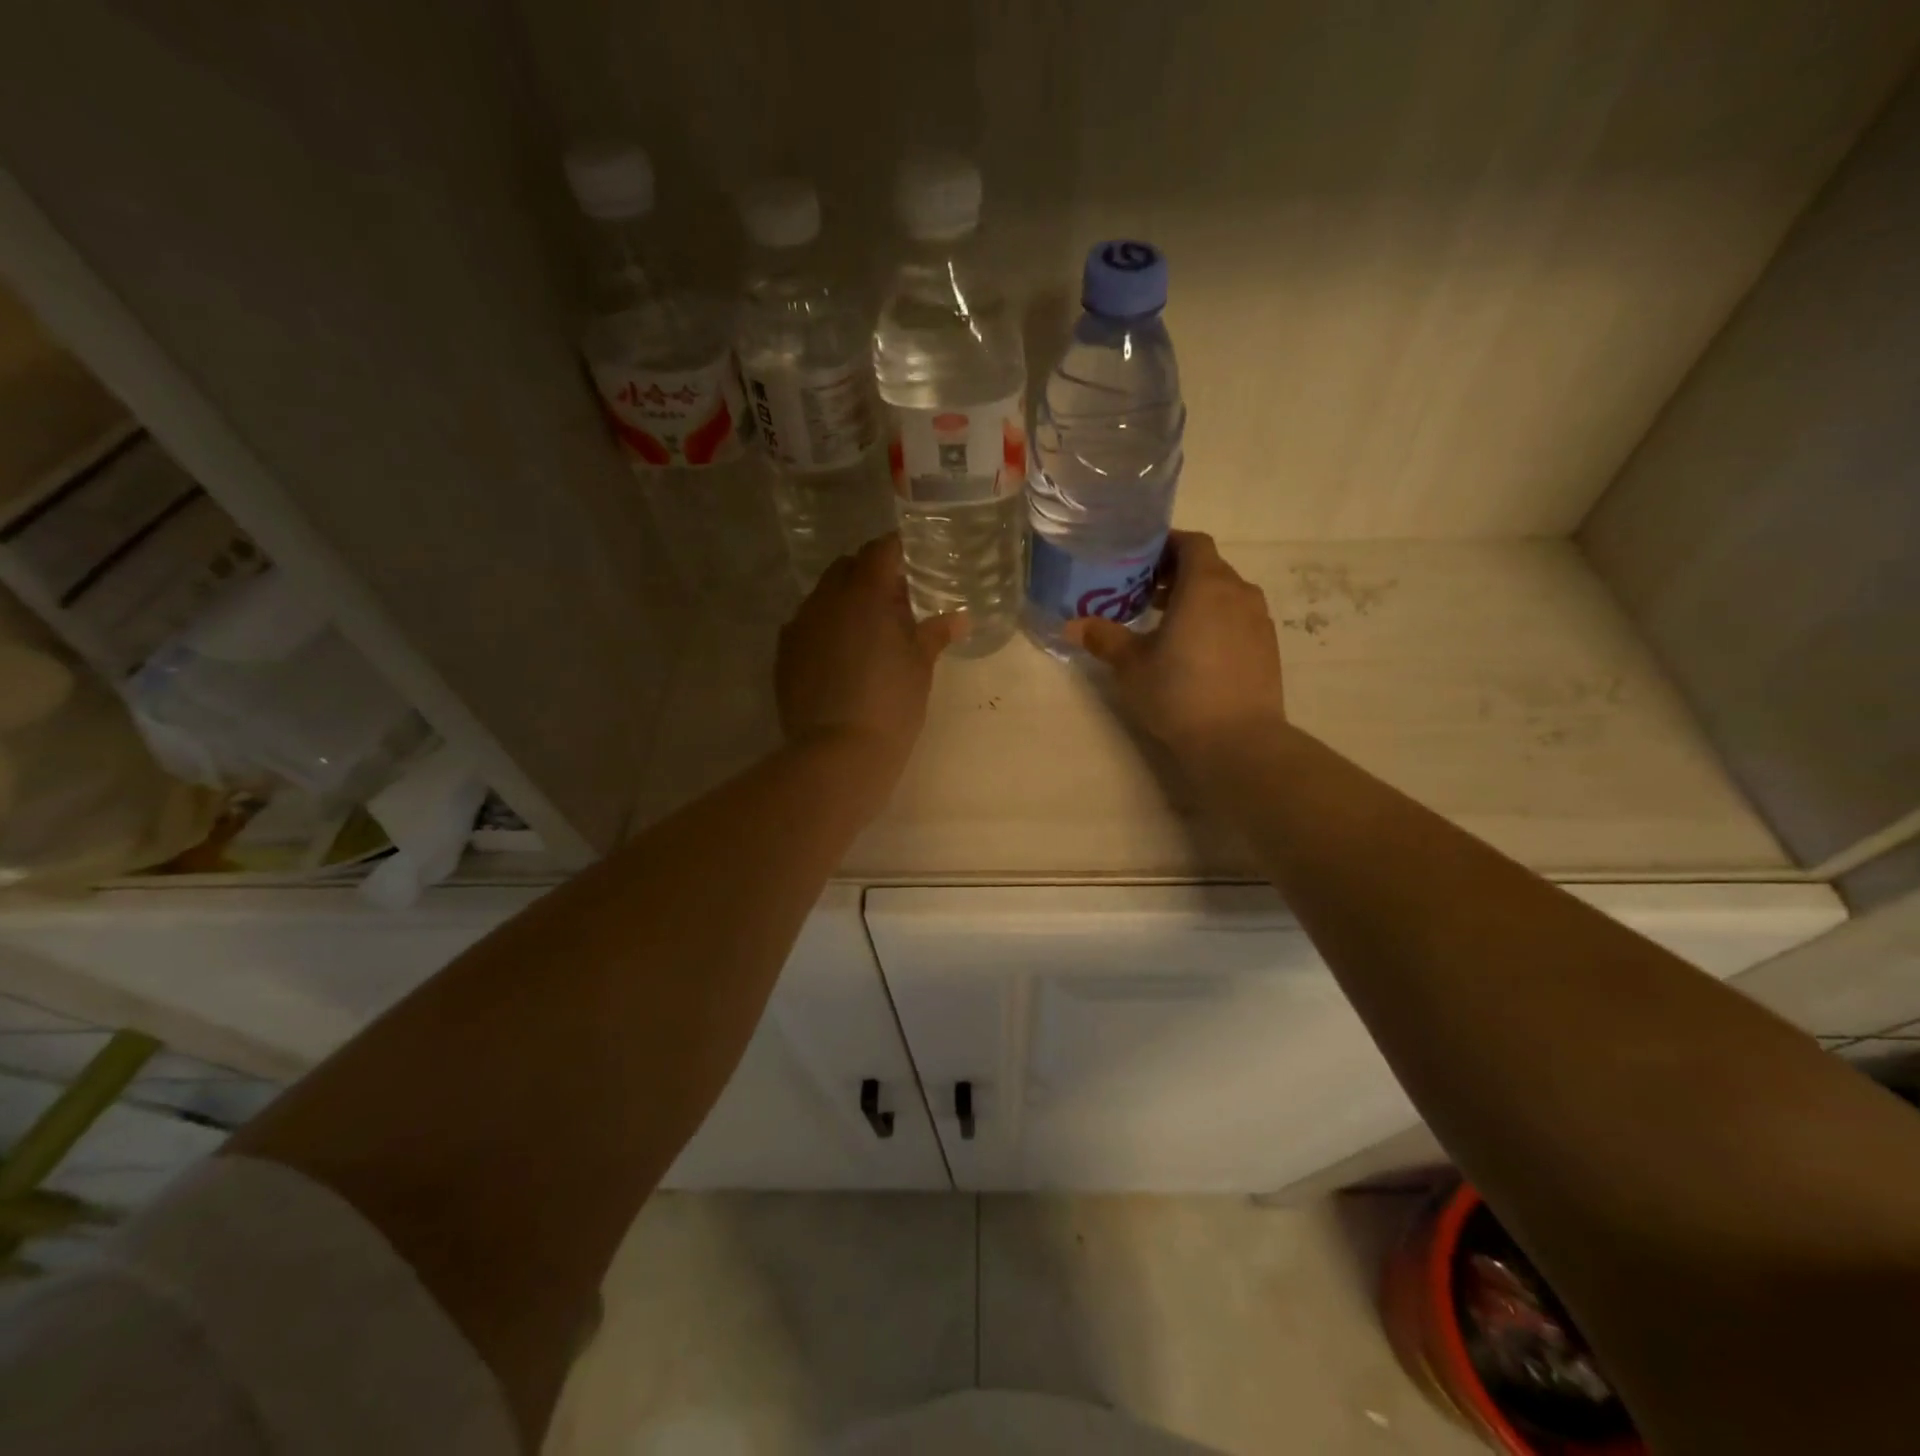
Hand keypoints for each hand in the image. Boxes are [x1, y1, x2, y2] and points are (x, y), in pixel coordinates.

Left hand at [776, 534, 960, 802]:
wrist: (837, 754)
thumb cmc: (891, 705)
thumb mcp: (920, 667)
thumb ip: (935, 633)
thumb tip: (959, 617)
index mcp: (864, 594)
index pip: (880, 551)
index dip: (898, 550)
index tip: (913, 561)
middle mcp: (826, 600)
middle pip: (847, 568)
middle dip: (870, 574)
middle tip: (895, 600)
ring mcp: (800, 626)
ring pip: (824, 597)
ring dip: (846, 602)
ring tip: (868, 631)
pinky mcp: (784, 654)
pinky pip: (807, 626)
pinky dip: (826, 628)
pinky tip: (842, 656)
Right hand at [1063, 530, 1285, 759]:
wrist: (1238, 741)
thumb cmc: (1178, 693)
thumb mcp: (1131, 666)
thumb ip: (1104, 638)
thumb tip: (1072, 625)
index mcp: (1205, 585)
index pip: (1191, 543)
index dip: (1166, 546)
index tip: (1140, 561)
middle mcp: (1238, 593)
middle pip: (1208, 567)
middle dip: (1176, 575)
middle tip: (1144, 595)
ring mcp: (1258, 620)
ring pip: (1225, 594)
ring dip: (1197, 600)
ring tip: (1167, 625)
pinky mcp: (1268, 648)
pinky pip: (1238, 619)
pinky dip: (1216, 621)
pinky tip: (1195, 652)